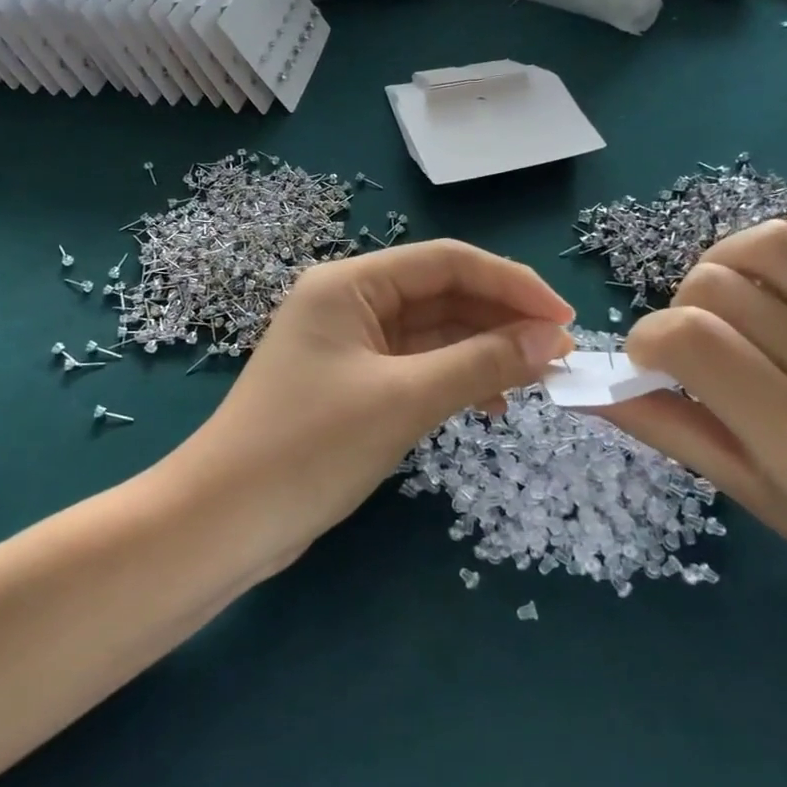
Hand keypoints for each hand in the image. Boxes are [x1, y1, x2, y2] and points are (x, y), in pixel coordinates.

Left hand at [166, 239, 573, 570]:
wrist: (223, 524)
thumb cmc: (309, 448)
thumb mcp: (403, 400)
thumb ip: (480, 363)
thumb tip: (551, 341)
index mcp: (350, 284)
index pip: (447, 261)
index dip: (511, 284)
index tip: (563, 318)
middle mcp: (350, 303)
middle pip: (443, 294)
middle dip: (502, 320)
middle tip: (559, 354)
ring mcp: (351, 346)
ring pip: (434, 333)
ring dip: (485, 350)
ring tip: (538, 379)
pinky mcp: (354, 385)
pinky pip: (418, 366)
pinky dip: (457, 379)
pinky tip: (491, 403)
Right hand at [606, 202, 786, 630]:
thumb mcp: (747, 491)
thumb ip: (667, 429)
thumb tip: (589, 391)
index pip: (691, 342)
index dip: (647, 339)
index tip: (650, 362)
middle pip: (719, 286)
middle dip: (681, 308)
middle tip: (697, 345)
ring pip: (774, 243)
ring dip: (726, 262)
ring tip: (732, 300)